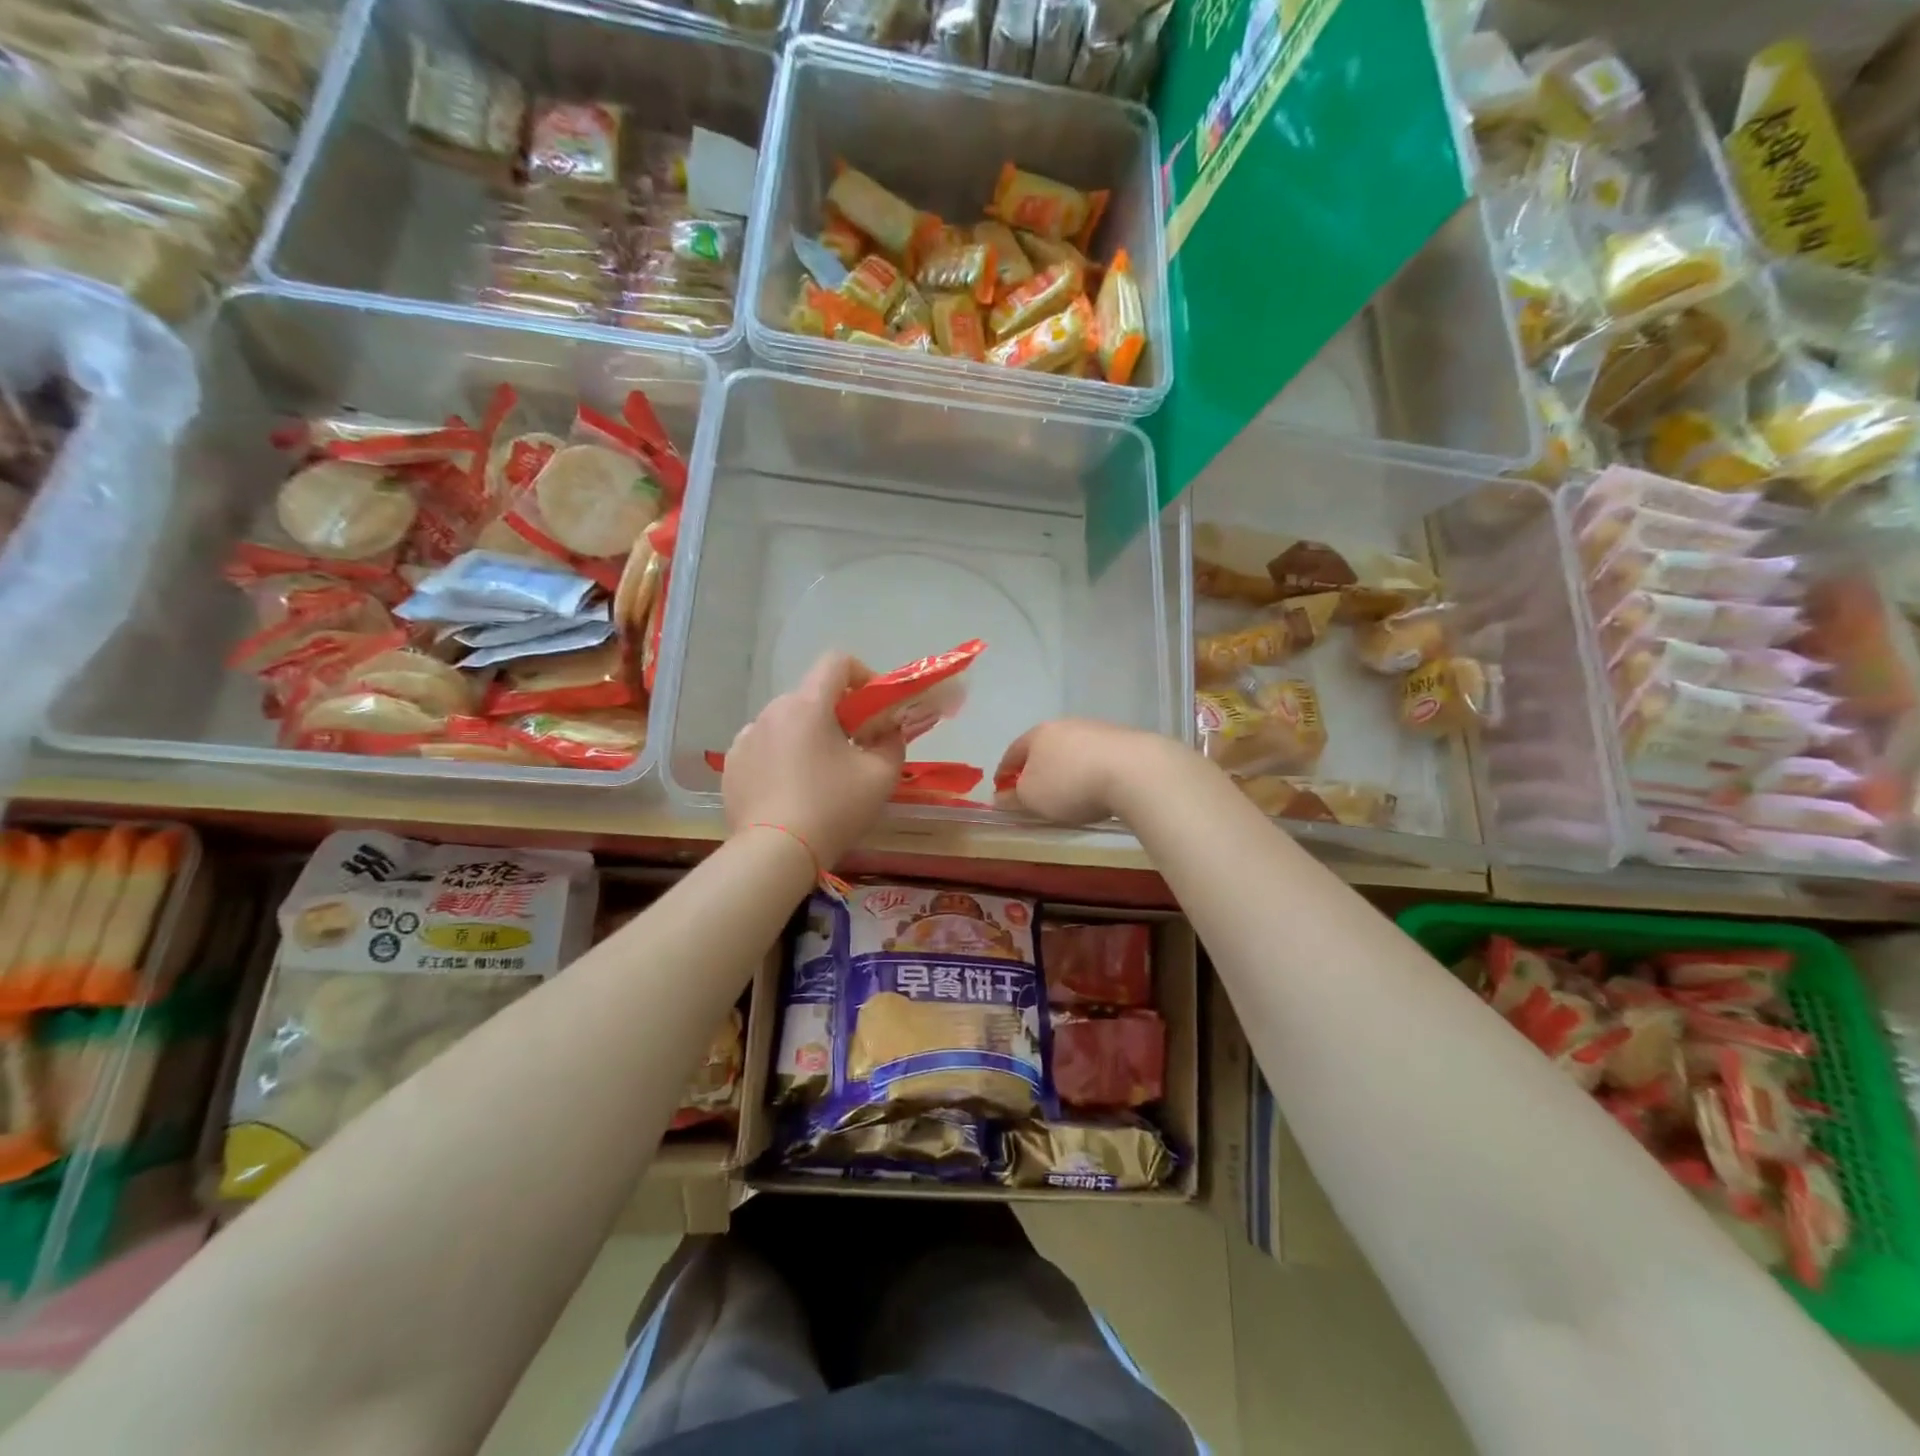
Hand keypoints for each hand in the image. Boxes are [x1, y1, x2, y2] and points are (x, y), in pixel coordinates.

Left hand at [723, 653, 905, 865]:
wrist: (774, 854)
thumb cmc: (833, 809)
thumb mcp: (881, 776)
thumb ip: (893, 742)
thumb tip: (889, 731)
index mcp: (808, 705)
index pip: (836, 662)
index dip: (863, 674)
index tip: (874, 707)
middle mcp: (772, 711)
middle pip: (812, 697)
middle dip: (838, 714)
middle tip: (855, 749)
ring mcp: (746, 738)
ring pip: (787, 723)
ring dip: (808, 737)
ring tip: (820, 777)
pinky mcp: (732, 766)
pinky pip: (764, 749)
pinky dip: (782, 758)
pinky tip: (790, 792)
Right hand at [994, 720, 1167, 826]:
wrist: (1134, 771)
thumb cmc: (1070, 784)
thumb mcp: (1033, 799)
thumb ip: (1014, 798)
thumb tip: (1001, 797)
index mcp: (1038, 734)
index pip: (1013, 752)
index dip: (1004, 771)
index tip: (1001, 788)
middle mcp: (1066, 724)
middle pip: (1044, 747)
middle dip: (1037, 767)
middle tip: (1035, 790)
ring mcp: (1097, 729)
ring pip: (1073, 750)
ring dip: (1067, 768)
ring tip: (1069, 791)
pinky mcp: (1124, 740)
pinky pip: (1098, 757)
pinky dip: (1091, 770)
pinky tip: (1098, 786)